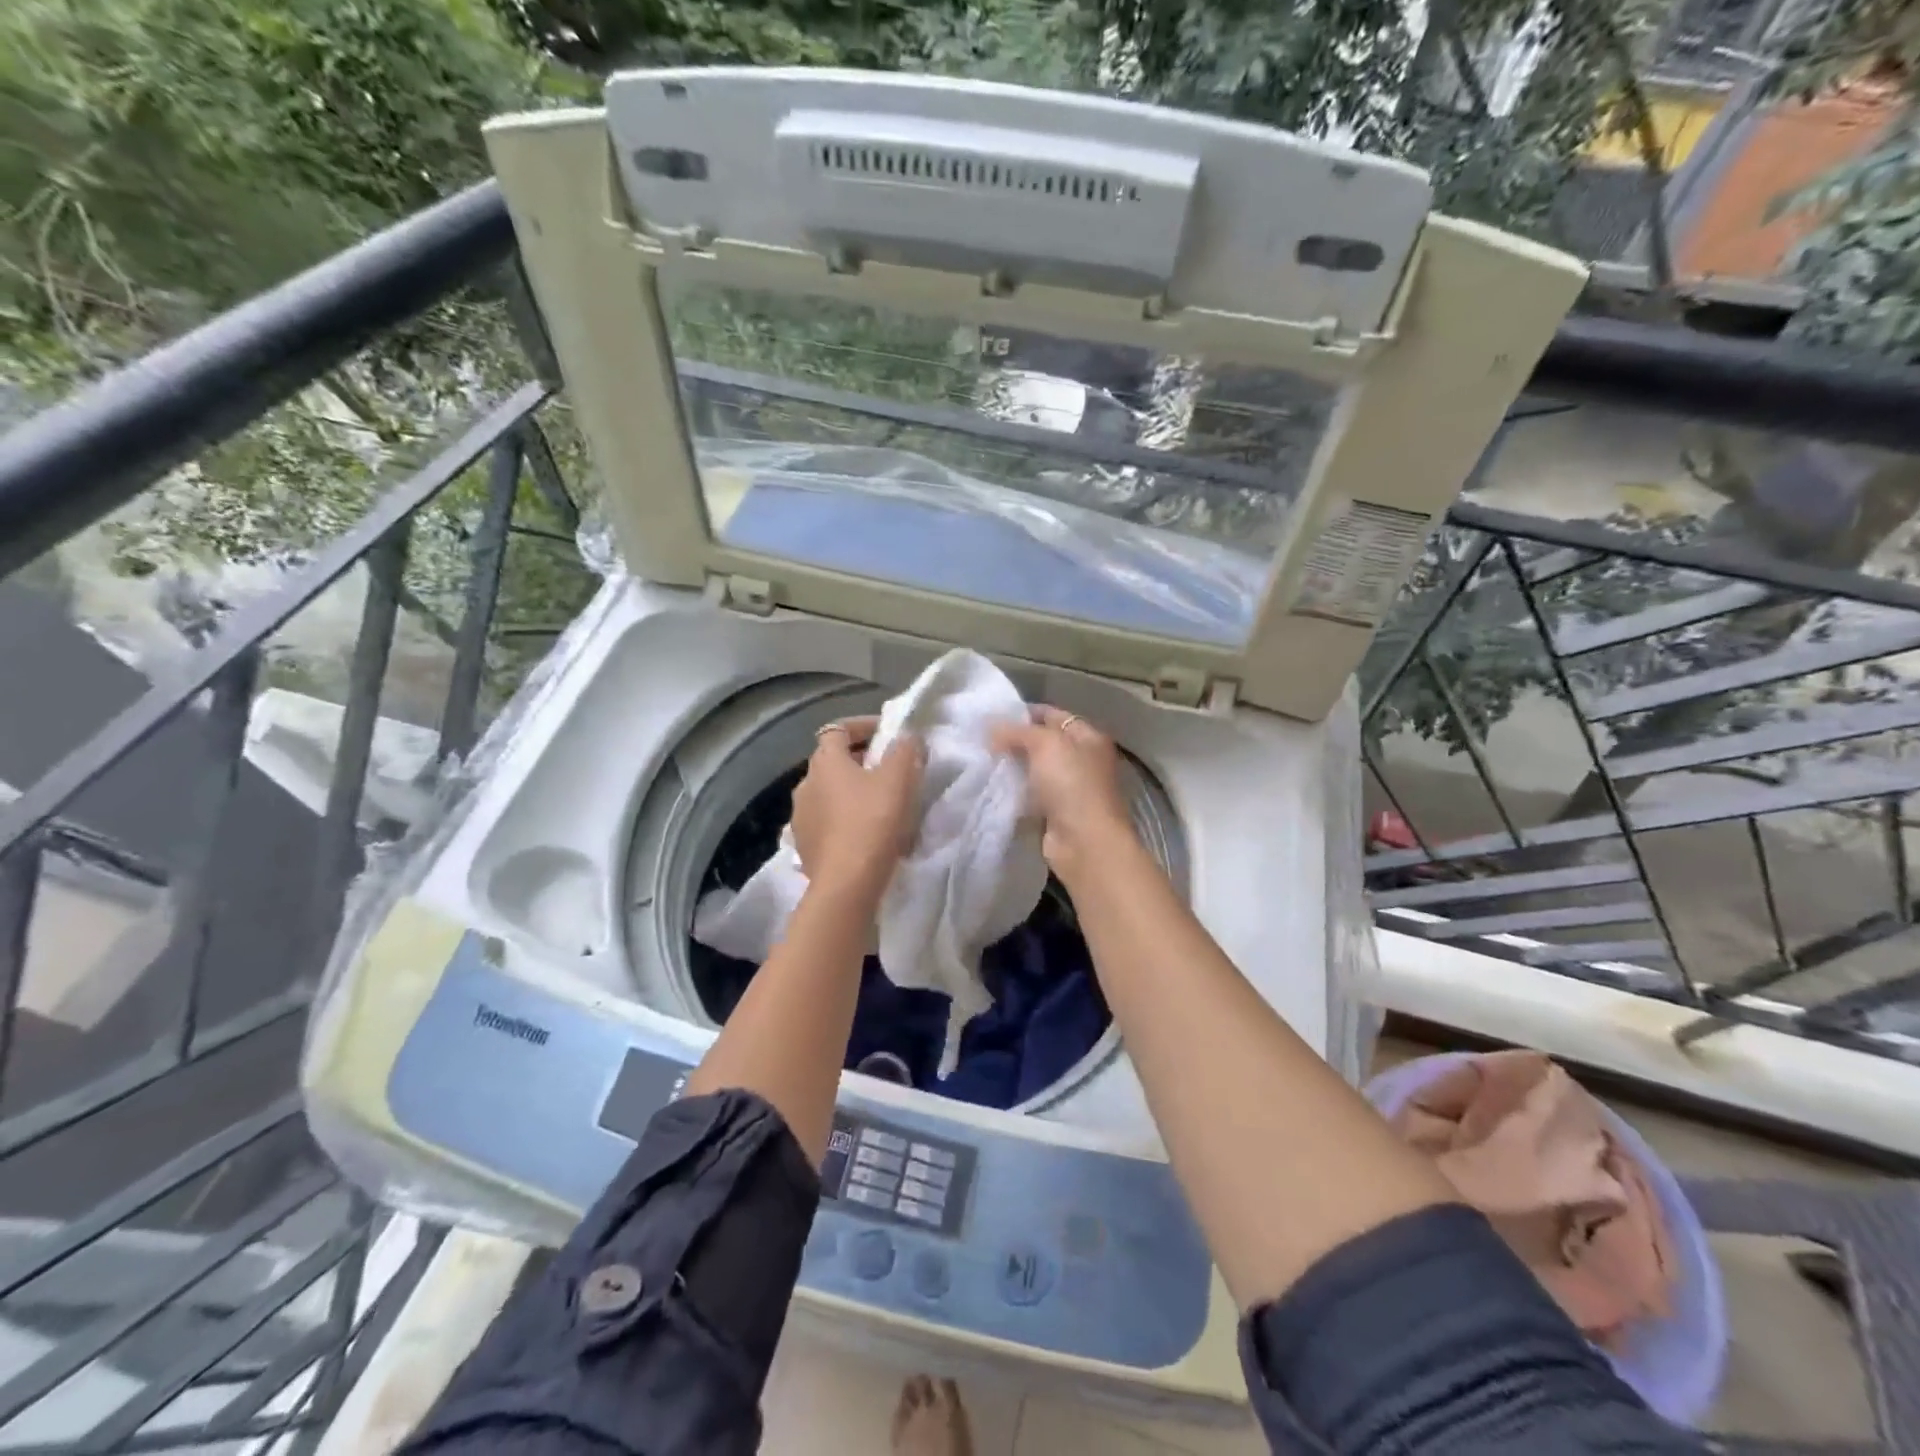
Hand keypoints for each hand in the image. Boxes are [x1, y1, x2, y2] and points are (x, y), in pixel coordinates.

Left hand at [791, 716, 925, 901]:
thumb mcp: (899, 779)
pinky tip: (864, 832)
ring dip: (850, 791)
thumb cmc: (873, 822)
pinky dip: (843, 818)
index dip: (863, 726)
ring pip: (828, 792)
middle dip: (860, 760)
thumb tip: (906, 736)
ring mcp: (800, 816)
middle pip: (832, 761)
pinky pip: (826, 821)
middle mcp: (805, 784)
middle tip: (889, 769)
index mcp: (825, 762)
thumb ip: (904, 750)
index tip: (887, 734)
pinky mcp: (804, 845)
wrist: (846, 883)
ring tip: (878, 804)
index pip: (838, 729)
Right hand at [990, 706, 1136, 879]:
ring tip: (982, 761)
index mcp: (1088, 737)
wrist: (1084, 842)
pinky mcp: (1055, 813)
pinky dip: (1014, 792)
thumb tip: (991, 726)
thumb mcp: (1045, 744)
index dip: (1024, 713)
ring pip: (1034, 770)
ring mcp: (1070, 788)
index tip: (993, 716)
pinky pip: (1030, 795)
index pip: (1053, 715)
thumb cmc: (1071, 784)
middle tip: (982, 740)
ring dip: (1012, 767)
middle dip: (1014, 741)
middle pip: (1043, 743)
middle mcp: (1082, 760)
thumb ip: (1017, 731)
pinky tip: (992, 786)